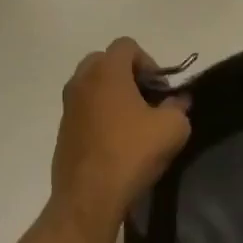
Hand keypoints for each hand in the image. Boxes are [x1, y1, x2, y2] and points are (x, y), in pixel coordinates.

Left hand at [51, 38, 190, 233]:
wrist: (88, 197)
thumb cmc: (132, 153)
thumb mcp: (173, 128)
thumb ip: (179, 107)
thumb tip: (178, 101)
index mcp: (106, 71)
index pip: (126, 45)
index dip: (149, 62)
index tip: (160, 90)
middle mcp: (81, 81)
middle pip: (105, 61)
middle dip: (128, 75)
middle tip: (146, 100)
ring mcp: (68, 106)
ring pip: (92, 86)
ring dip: (112, 96)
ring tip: (132, 123)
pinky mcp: (62, 130)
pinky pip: (83, 110)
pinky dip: (99, 115)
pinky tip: (116, 142)